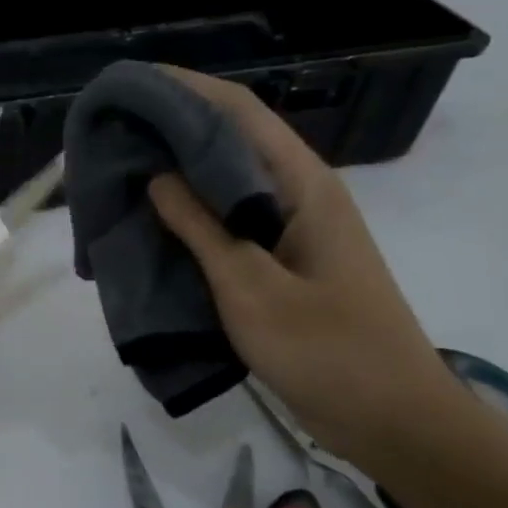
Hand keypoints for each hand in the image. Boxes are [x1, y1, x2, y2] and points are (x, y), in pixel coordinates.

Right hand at [146, 67, 471, 462]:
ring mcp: (292, 229)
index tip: (131, 85)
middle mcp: (298, 195)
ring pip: (226, 182)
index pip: (238, 113)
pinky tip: (153, 223)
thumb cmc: (328, 352)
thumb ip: (202, 228)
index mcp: (302, 186)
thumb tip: (157, 175)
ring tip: (121, 169)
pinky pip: (227, 220)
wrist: (394, 422)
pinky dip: (189, 214)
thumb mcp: (251, 288)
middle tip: (113, 131)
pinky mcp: (281, 261)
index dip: (184, 90)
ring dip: (177, 171)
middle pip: (230, 140)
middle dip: (172, 127)